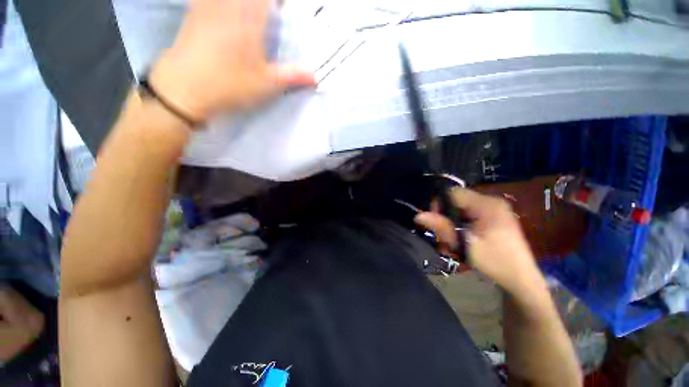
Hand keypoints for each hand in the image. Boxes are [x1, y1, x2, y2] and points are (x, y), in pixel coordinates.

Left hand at [150, 0, 315, 122]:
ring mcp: (209, 5)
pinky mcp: (194, 12)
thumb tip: (316, 76)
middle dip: (265, 5)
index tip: (284, 10)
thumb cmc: (230, 85)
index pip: (269, 0)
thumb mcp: (267, 84)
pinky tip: (225, 10)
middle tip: (272, 13)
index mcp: (250, 17)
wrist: (184, 87)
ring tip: (256, 14)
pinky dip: (219, 3)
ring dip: (244, 5)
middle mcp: (229, 4)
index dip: (278, 4)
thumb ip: (292, 76)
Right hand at [415, 189, 547, 299]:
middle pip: (457, 201)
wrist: (522, 280)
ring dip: (452, 223)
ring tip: (452, 241)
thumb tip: (418, 215)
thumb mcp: (465, 245)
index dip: (439, 204)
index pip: (453, 193)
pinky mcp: (494, 217)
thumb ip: (443, 227)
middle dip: (446, 216)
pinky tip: (461, 239)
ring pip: (461, 209)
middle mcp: (491, 202)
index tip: (435, 221)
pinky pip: (469, 215)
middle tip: (444, 236)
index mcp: (487, 205)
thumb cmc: (496, 262)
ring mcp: (494, 209)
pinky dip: (460, 225)